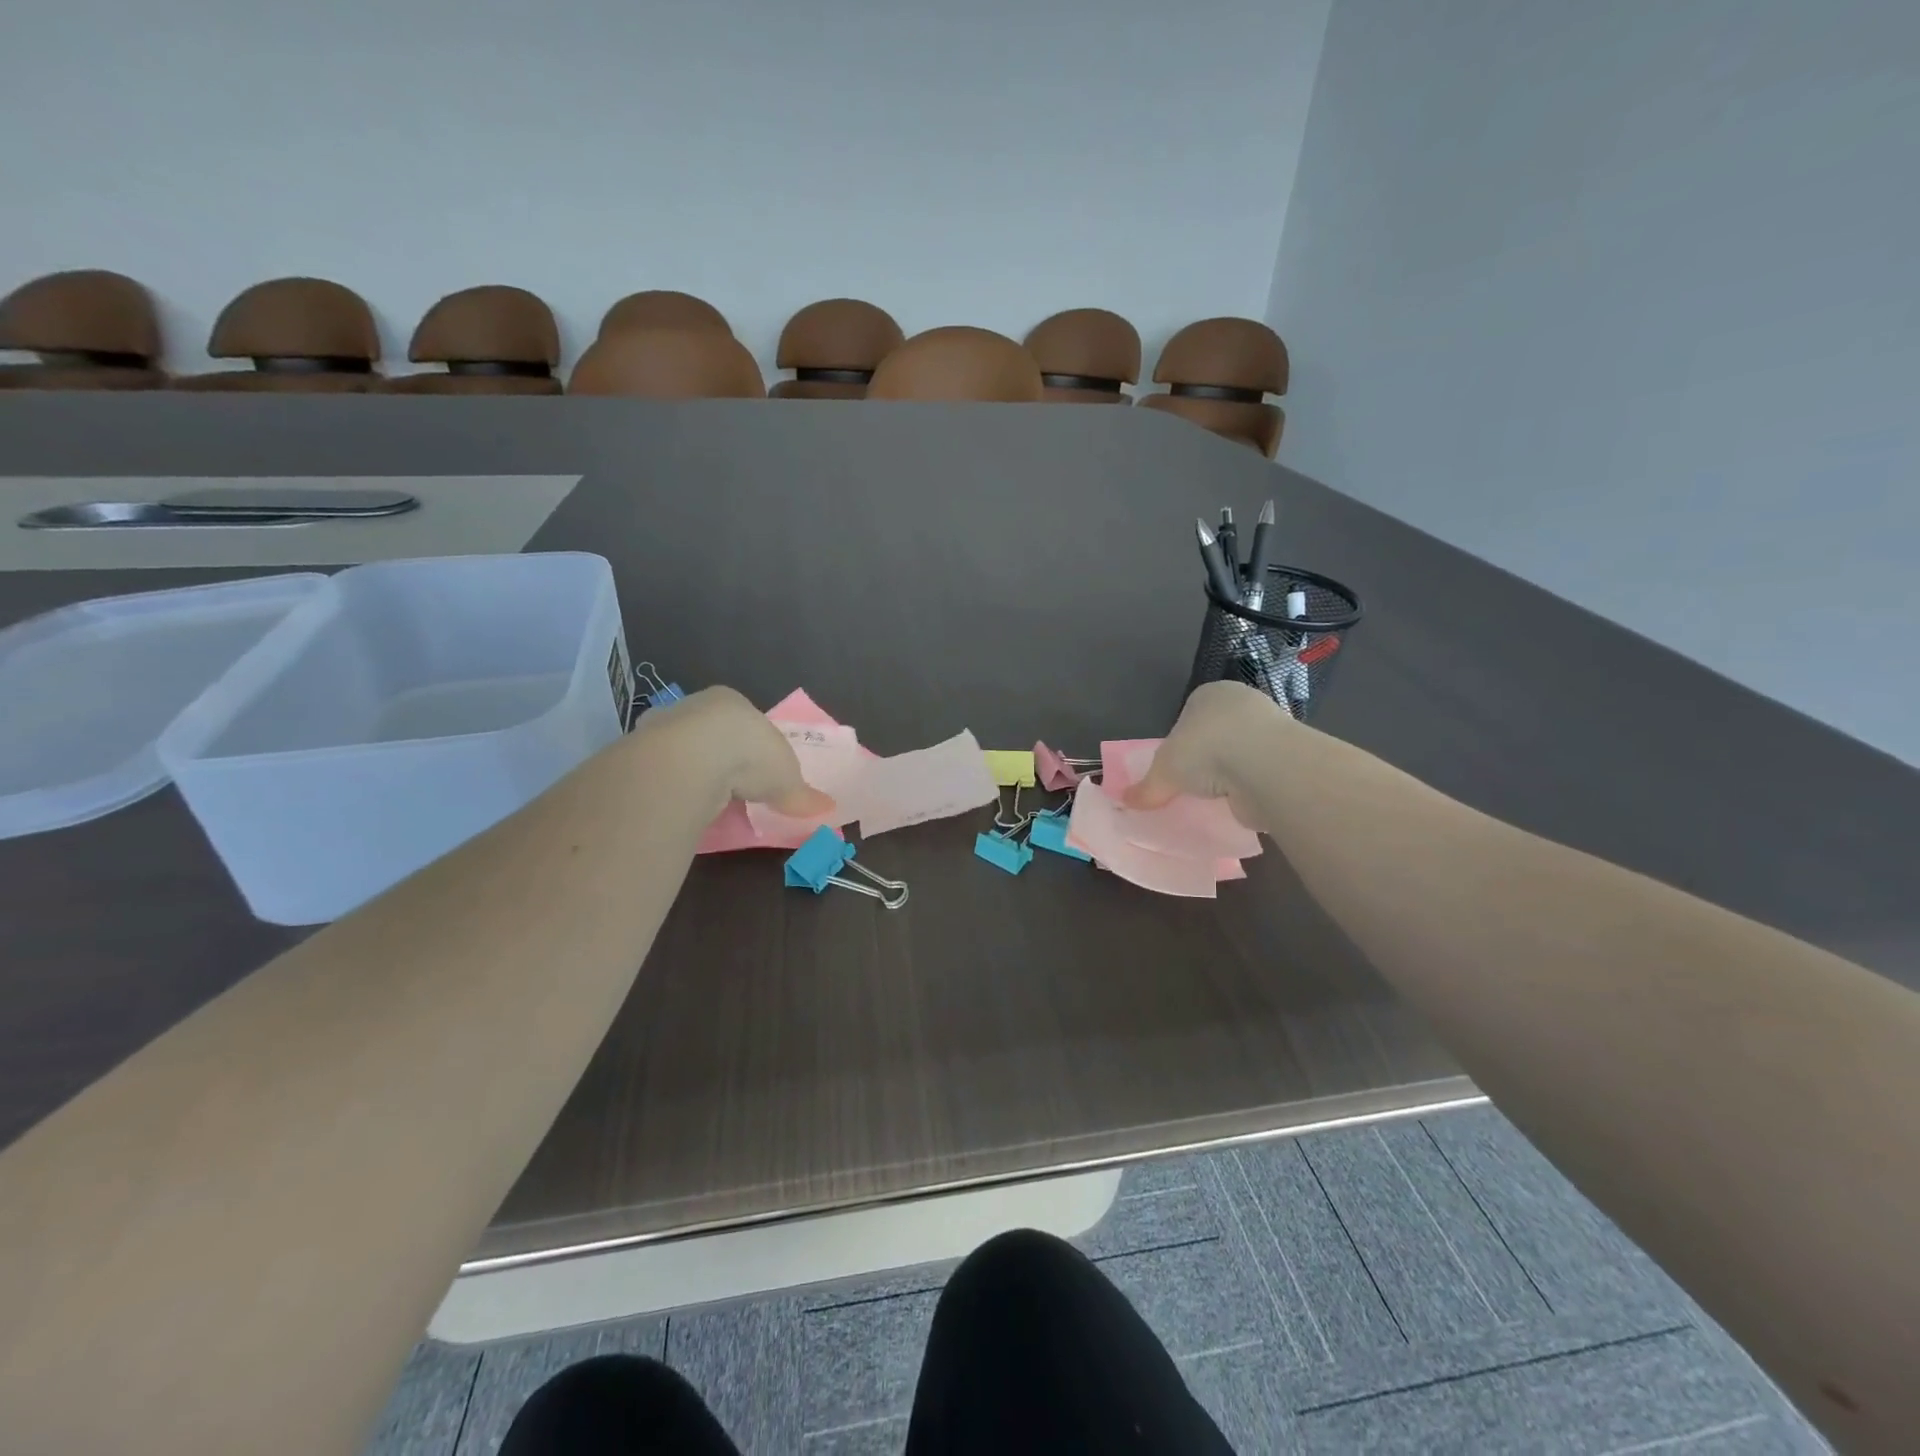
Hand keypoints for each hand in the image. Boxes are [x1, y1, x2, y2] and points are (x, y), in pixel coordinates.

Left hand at [633, 686, 835, 819]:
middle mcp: (694, 707)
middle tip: (730, 787)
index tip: (755, 770)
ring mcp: (662, 728)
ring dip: (693, 773)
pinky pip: (662, 772)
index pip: (742, 721)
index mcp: (731, 701)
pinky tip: (683, 805)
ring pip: (682, 751)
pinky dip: (673, 787)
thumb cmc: (750, 754)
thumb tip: (826, 807)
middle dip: (719, 757)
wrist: (692, 757)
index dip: (751, 745)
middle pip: (710, 733)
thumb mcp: (787, 778)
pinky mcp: (639, 752)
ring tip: (706, 801)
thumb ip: (802, 793)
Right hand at [1121, 681, 1293, 821]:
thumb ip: (1146, 788)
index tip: (1174, 766)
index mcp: (1209, 694)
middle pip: (1216, 733)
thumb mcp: (1164, 772)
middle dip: (1206, 758)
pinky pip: (1260, 772)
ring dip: (1230, 773)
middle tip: (1192, 785)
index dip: (1179, 741)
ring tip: (1215, 798)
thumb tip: (1126, 802)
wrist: (1265, 766)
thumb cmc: (1205, 751)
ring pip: (1241, 752)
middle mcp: (1241, 703)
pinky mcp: (1288, 755)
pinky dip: (1250, 787)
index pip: (1189, 714)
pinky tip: (1239, 802)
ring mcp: (1269, 727)